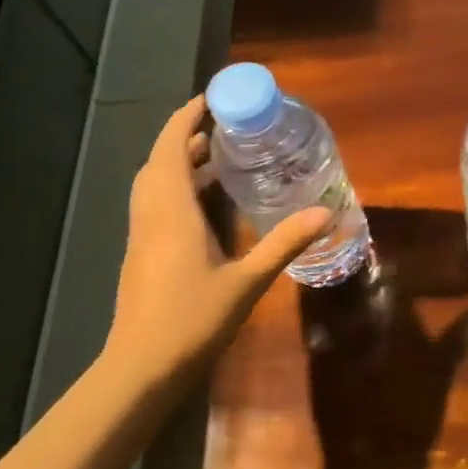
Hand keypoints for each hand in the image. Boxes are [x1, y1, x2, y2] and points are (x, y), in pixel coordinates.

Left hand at [104, 97, 329, 383]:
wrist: (141, 368)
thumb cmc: (193, 319)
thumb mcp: (248, 280)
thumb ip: (285, 243)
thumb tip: (326, 212)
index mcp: (172, 212)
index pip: (170, 150)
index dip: (184, 120)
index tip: (208, 99)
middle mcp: (152, 216)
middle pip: (158, 162)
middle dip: (185, 138)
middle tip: (222, 129)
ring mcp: (142, 236)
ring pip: (153, 184)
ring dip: (178, 164)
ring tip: (217, 158)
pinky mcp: (142, 255)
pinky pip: (155, 205)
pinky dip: (176, 189)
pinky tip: (206, 205)